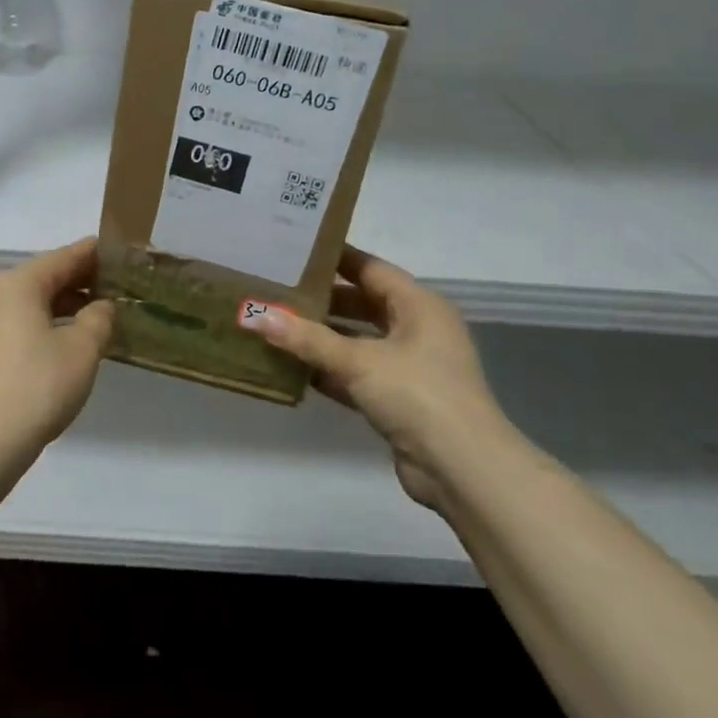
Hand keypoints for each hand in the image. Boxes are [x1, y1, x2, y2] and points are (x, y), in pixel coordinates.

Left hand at [0, 237, 115, 448]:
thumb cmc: (38, 386)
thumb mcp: (82, 350)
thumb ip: (98, 318)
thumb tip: (101, 306)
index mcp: (17, 283)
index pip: (64, 257)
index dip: (94, 255)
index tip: (118, 254)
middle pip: (42, 277)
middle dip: (78, 282)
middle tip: (113, 289)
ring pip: (27, 302)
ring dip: (60, 306)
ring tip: (93, 318)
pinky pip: (12, 323)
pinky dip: (39, 324)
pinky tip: (60, 342)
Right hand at [248, 247, 513, 506]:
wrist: (462, 468)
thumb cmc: (417, 395)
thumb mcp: (359, 361)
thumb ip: (307, 339)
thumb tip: (256, 315)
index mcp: (419, 305)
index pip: (371, 268)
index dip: (334, 258)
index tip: (293, 250)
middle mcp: (417, 329)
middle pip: (363, 303)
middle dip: (321, 299)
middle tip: (275, 288)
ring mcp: (409, 365)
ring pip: (358, 340)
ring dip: (321, 336)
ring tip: (275, 323)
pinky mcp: (398, 398)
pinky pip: (356, 373)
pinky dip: (329, 369)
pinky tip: (292, 366)